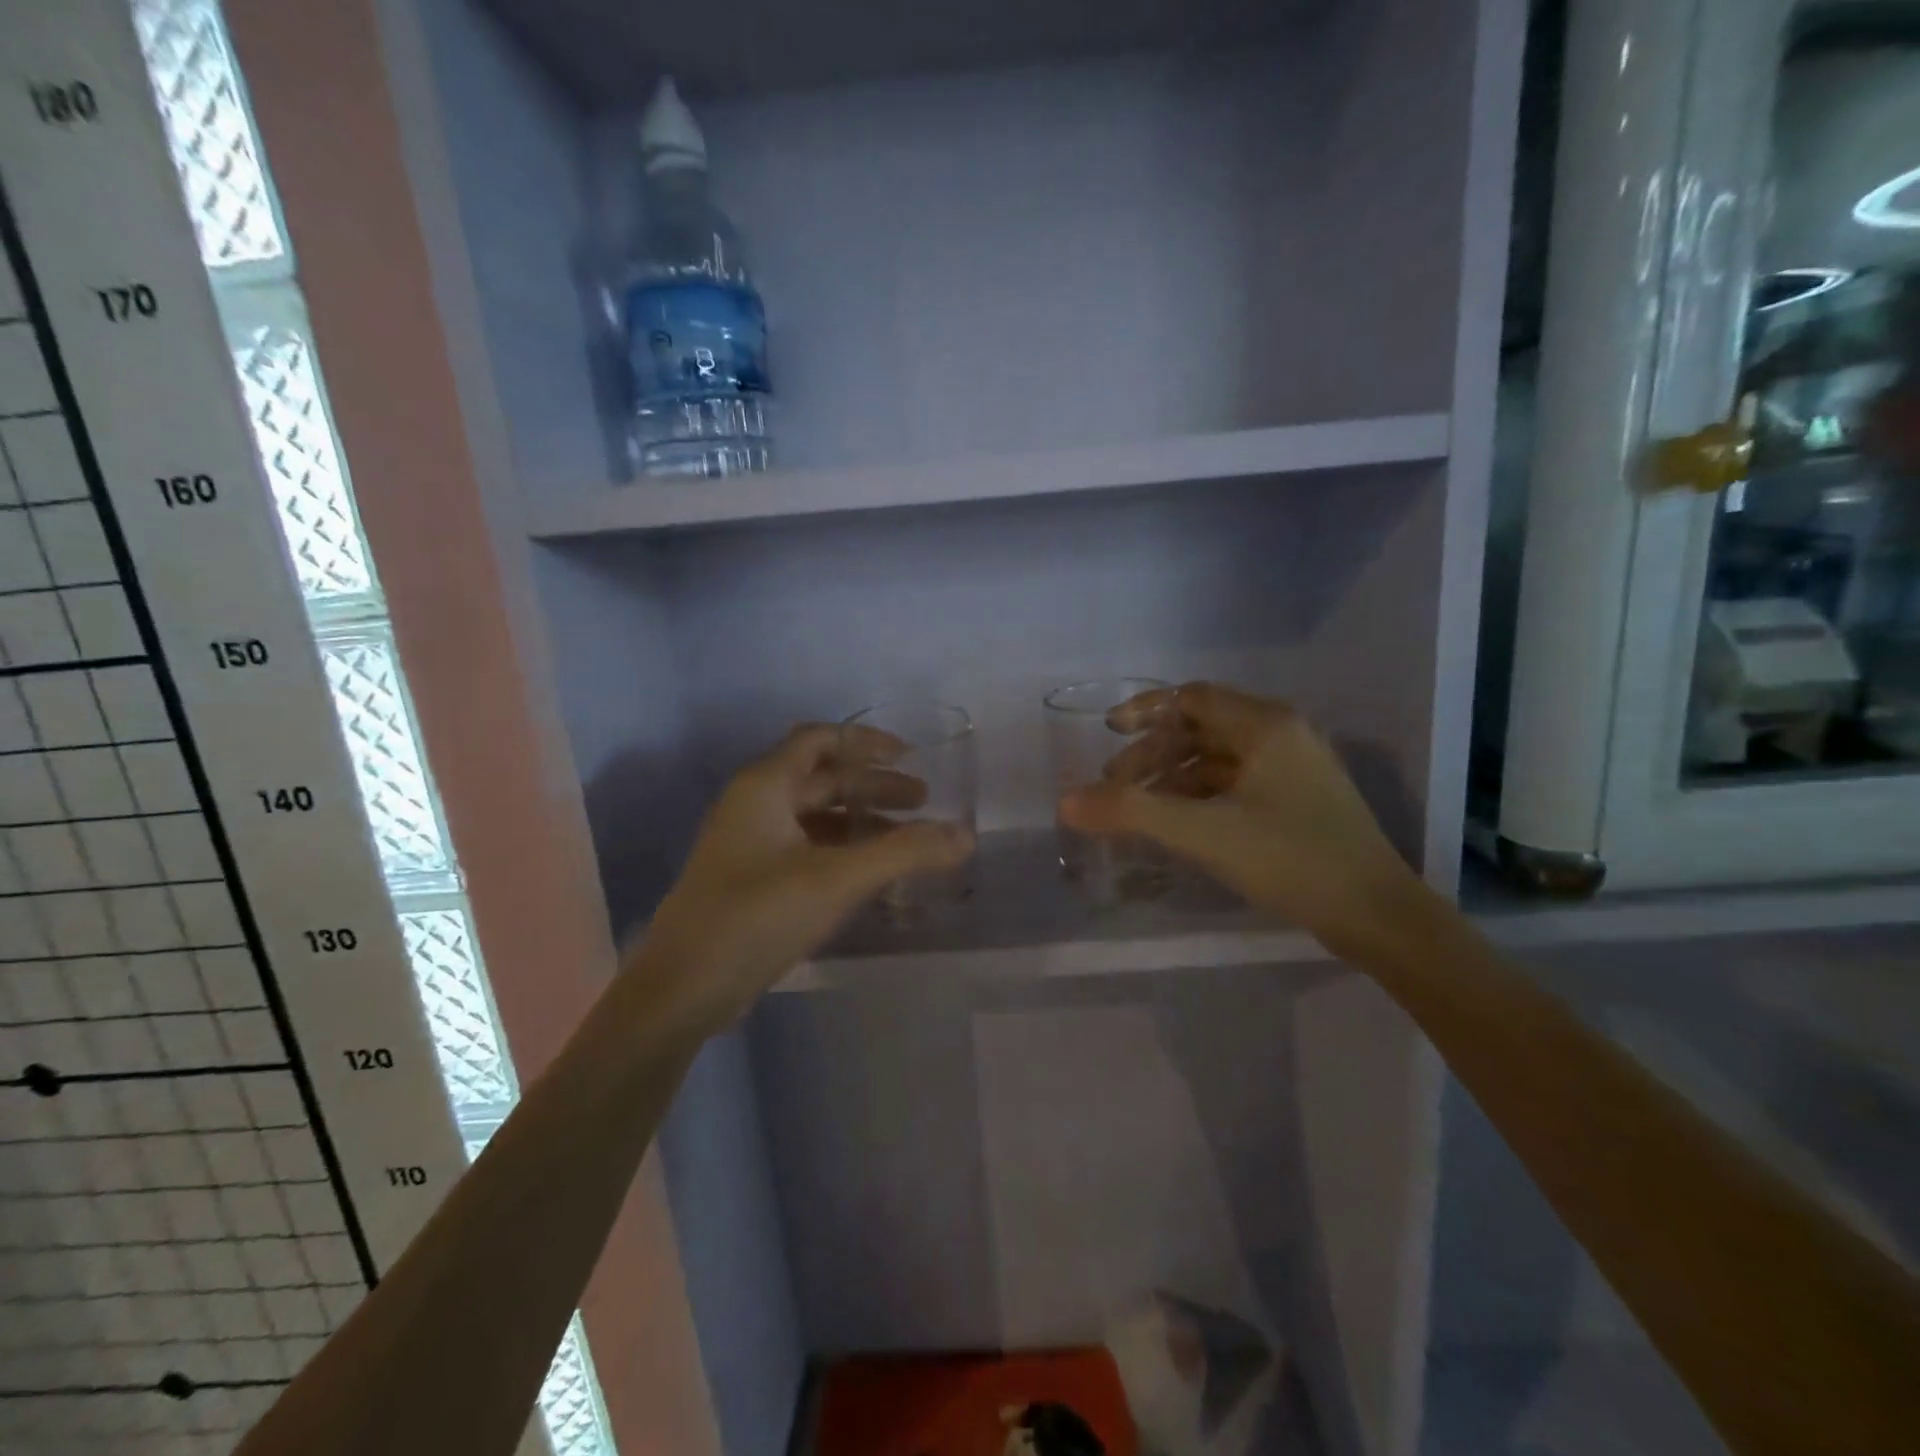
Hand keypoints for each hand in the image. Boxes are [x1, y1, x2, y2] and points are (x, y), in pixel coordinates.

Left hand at [633, 724, 973, 1034]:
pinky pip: (806, 850)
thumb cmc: (756, 916)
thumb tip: (965, 835)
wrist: (682, 990)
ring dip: (860, 822)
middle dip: (873, 787)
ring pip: (815, 817)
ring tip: (907, 842)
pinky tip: (871, 876)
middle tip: (923, 803)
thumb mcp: (836, 880)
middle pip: (822, 779)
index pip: (820, 740)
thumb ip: (903, 854)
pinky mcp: (751, 881)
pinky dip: (842, 852)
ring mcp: (749, 845)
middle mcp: (754, 805)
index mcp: (765, 786)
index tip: (911, 756)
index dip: (867, 742)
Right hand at [1059, 682, 1422, 954]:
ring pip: (1218, 758)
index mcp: (1266, 725)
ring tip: (1140, 809)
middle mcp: (1282, 735)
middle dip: (1153, 753)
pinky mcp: (1299, 800)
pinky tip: (1179, 823)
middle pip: (1201, 728)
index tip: (1108, 733)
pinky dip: (1200, 796)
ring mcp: (1295, 768)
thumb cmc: (1290, 859)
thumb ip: (1131, 813)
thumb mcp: (1203, 833)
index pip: (1192, 698)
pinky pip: (1236, 783)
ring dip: (1174, 777)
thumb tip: (1067, 801)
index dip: (1145, 711)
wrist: (1377, 915)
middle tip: (1116, 786)